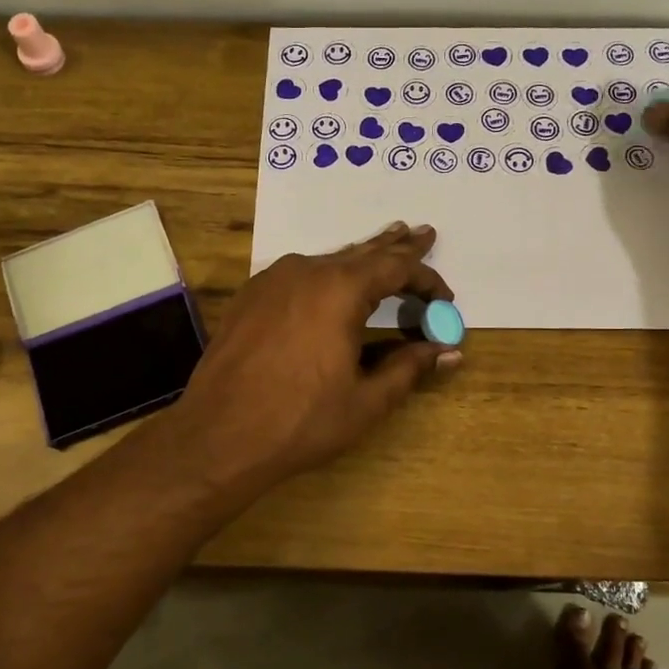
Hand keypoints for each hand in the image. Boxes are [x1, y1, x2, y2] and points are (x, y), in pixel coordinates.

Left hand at [169, 223, 458, 499]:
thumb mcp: (366, 400)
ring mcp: (272, 279)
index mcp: (340, 290)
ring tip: (384, 244)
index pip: (396, 268)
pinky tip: (330, 280)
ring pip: (328, 260)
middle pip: (362, 252)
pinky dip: (326, 273)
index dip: (426, 279)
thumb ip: (409, 368)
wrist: (218, 435)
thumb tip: (450, 352)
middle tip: (422, 233)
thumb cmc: (300, 420)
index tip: (445, 296)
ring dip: (360, 258)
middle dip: (396, 246)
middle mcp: (306, 271)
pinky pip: (299, 273)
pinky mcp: (250, 296)